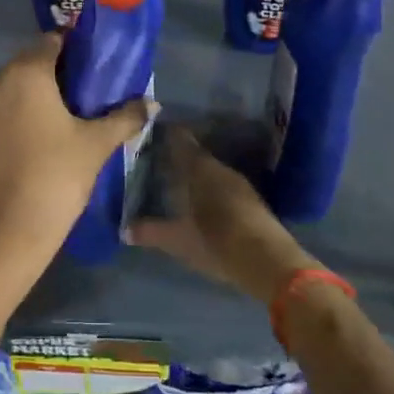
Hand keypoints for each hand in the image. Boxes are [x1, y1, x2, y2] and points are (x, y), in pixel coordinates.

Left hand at [0, 34, 153, 248]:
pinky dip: (12, 122)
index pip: (49, 42)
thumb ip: (125, 117)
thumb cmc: (59, 174)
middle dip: (50, 74)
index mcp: (27, 75)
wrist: (13, 228)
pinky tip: (31, 145)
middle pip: (26, 65)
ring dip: (29, 98)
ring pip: (8, 93)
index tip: (89, 65)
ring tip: (56, 121)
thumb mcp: (98, 143)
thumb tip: (152, 103)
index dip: (70, 49)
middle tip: (78, 94)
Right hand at [131, 128, 312, 303]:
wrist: (268, 261)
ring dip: (196, 173)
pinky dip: (210, 187)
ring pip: (212, 170)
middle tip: (159, 161)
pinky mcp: (252, 200)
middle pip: (197, 155)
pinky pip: (224, 184)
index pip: (181, 141)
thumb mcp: (178, 240)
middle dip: (179, 157)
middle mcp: (220, 169)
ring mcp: (240, 184)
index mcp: (199, 169)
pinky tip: (202, 200)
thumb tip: (124, 229)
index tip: (151, 133)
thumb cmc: (216, 242)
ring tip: (177, 181)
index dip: (167, 135)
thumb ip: (151, 231)